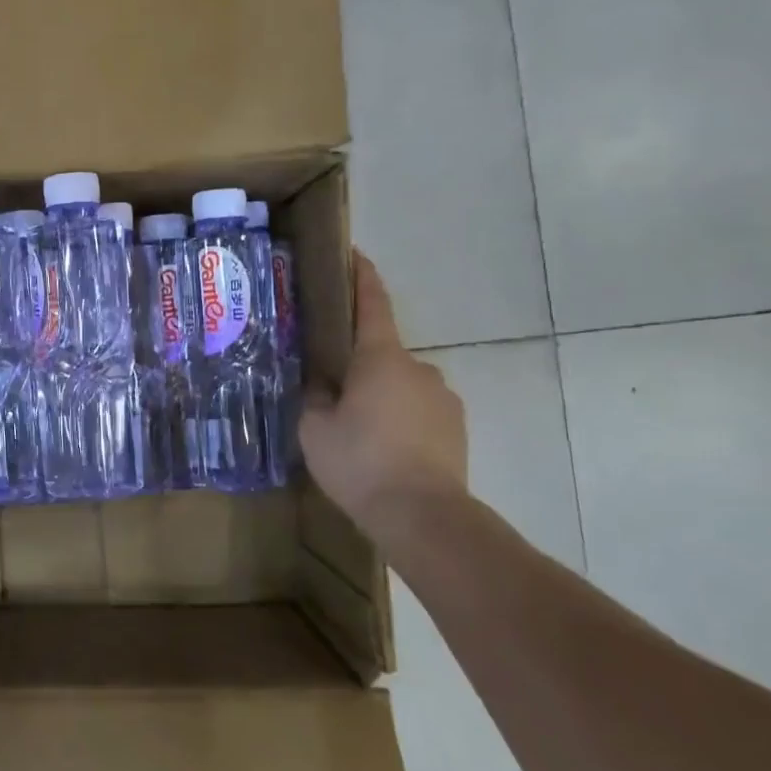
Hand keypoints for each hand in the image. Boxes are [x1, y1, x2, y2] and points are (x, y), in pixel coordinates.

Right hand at [299, 253, 467, 530]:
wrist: (423, 515)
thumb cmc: (360, 461)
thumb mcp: (314, 428)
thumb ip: (315, 396)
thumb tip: (322, 383)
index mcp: (380, 358)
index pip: (373, 305)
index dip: (362, 278)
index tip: (355, 255)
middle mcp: (419, 368)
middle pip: (382, 353)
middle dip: (358, 365)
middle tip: (331, 389)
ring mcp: (443, 398)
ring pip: (401, 385)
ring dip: (379, 396)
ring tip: (356, 430)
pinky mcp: (456, 427)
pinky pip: (418, 410)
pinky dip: (399, 419)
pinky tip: (381, 449)